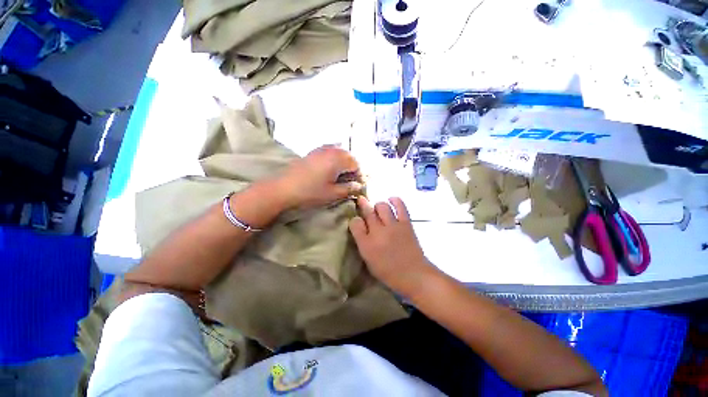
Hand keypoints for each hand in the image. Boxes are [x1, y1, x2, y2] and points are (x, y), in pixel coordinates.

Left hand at [276, 145, 362, 209]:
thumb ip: (348, 189)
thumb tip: (359, 186)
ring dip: (343, 161)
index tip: (358, 185)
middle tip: (350, 180)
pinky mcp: (311, 152)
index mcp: (337, 159)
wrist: (283, 188)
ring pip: (338, 151)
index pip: (355, 164)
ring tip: (341, 174)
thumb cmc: (310, 192)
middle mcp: (330, 150)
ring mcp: (319, 150)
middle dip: (352, 167)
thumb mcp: (332, 193)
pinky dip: (333, 157)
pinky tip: (330, 167)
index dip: (359, 175)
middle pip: (348, 155)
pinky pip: (328, 150)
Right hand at [349, 196, 436, 295]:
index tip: (357, 220)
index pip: (355, 224)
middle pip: (368, 212)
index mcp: (366, 245)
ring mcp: (393, 226)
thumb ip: (362, 243)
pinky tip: (391, 200)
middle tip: (362, 201)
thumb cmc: (389, 272)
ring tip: (378, 208)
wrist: (414, 274)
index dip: (354, 220)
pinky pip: (400, 206)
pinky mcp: (405, 223)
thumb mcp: (369, 261)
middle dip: (363, 205)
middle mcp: (378, 232)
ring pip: (382, 206)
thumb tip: (360, 227)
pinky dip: (395, 200)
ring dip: (378, 205)